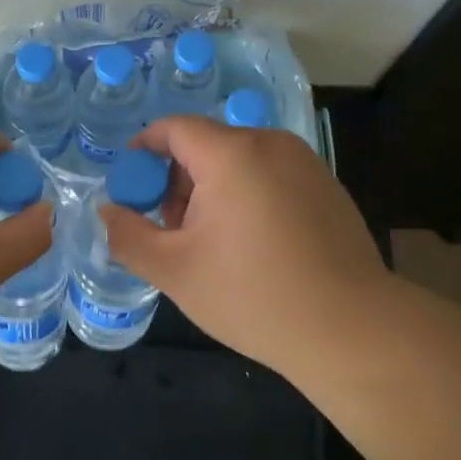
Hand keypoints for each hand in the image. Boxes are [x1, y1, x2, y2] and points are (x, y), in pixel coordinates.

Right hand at [100, 116, 393, 379]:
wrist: (352, 331)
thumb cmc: (253, 296)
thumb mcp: (173, 271)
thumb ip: (128, 235)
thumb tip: (108, 211)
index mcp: (232, 155)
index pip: (173, 128)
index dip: (142, 152)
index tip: (131, 190)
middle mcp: (271, 145)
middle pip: (206, 144)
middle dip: (177, 180)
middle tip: (171, 231)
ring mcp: (305, 164)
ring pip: (238, 161)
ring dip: (211, 191)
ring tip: (210, 245)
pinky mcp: (326, 188)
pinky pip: (269, 176)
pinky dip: (246, 197)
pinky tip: (252, 248)